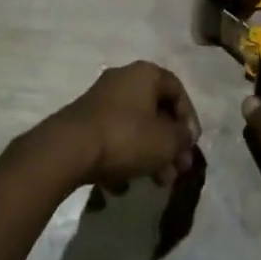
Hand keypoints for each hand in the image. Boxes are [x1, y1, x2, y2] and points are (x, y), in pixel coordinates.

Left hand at [44, 62, 201, 189]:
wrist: (69, 149)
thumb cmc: (126, 137)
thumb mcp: (166, 141)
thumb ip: (182, 138)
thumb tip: (185, 137)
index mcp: (145, 74)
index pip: (177, 90)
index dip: (189, 119)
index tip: (191, 146)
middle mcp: (123, 79)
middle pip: (156, 110)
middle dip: (169, 143)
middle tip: (177, 170)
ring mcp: (101, 99)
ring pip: (135, 126)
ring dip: (150, 154)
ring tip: (157, 182)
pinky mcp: (84, 121)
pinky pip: (113, 137)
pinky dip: (123, 157)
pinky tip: (123, 185)